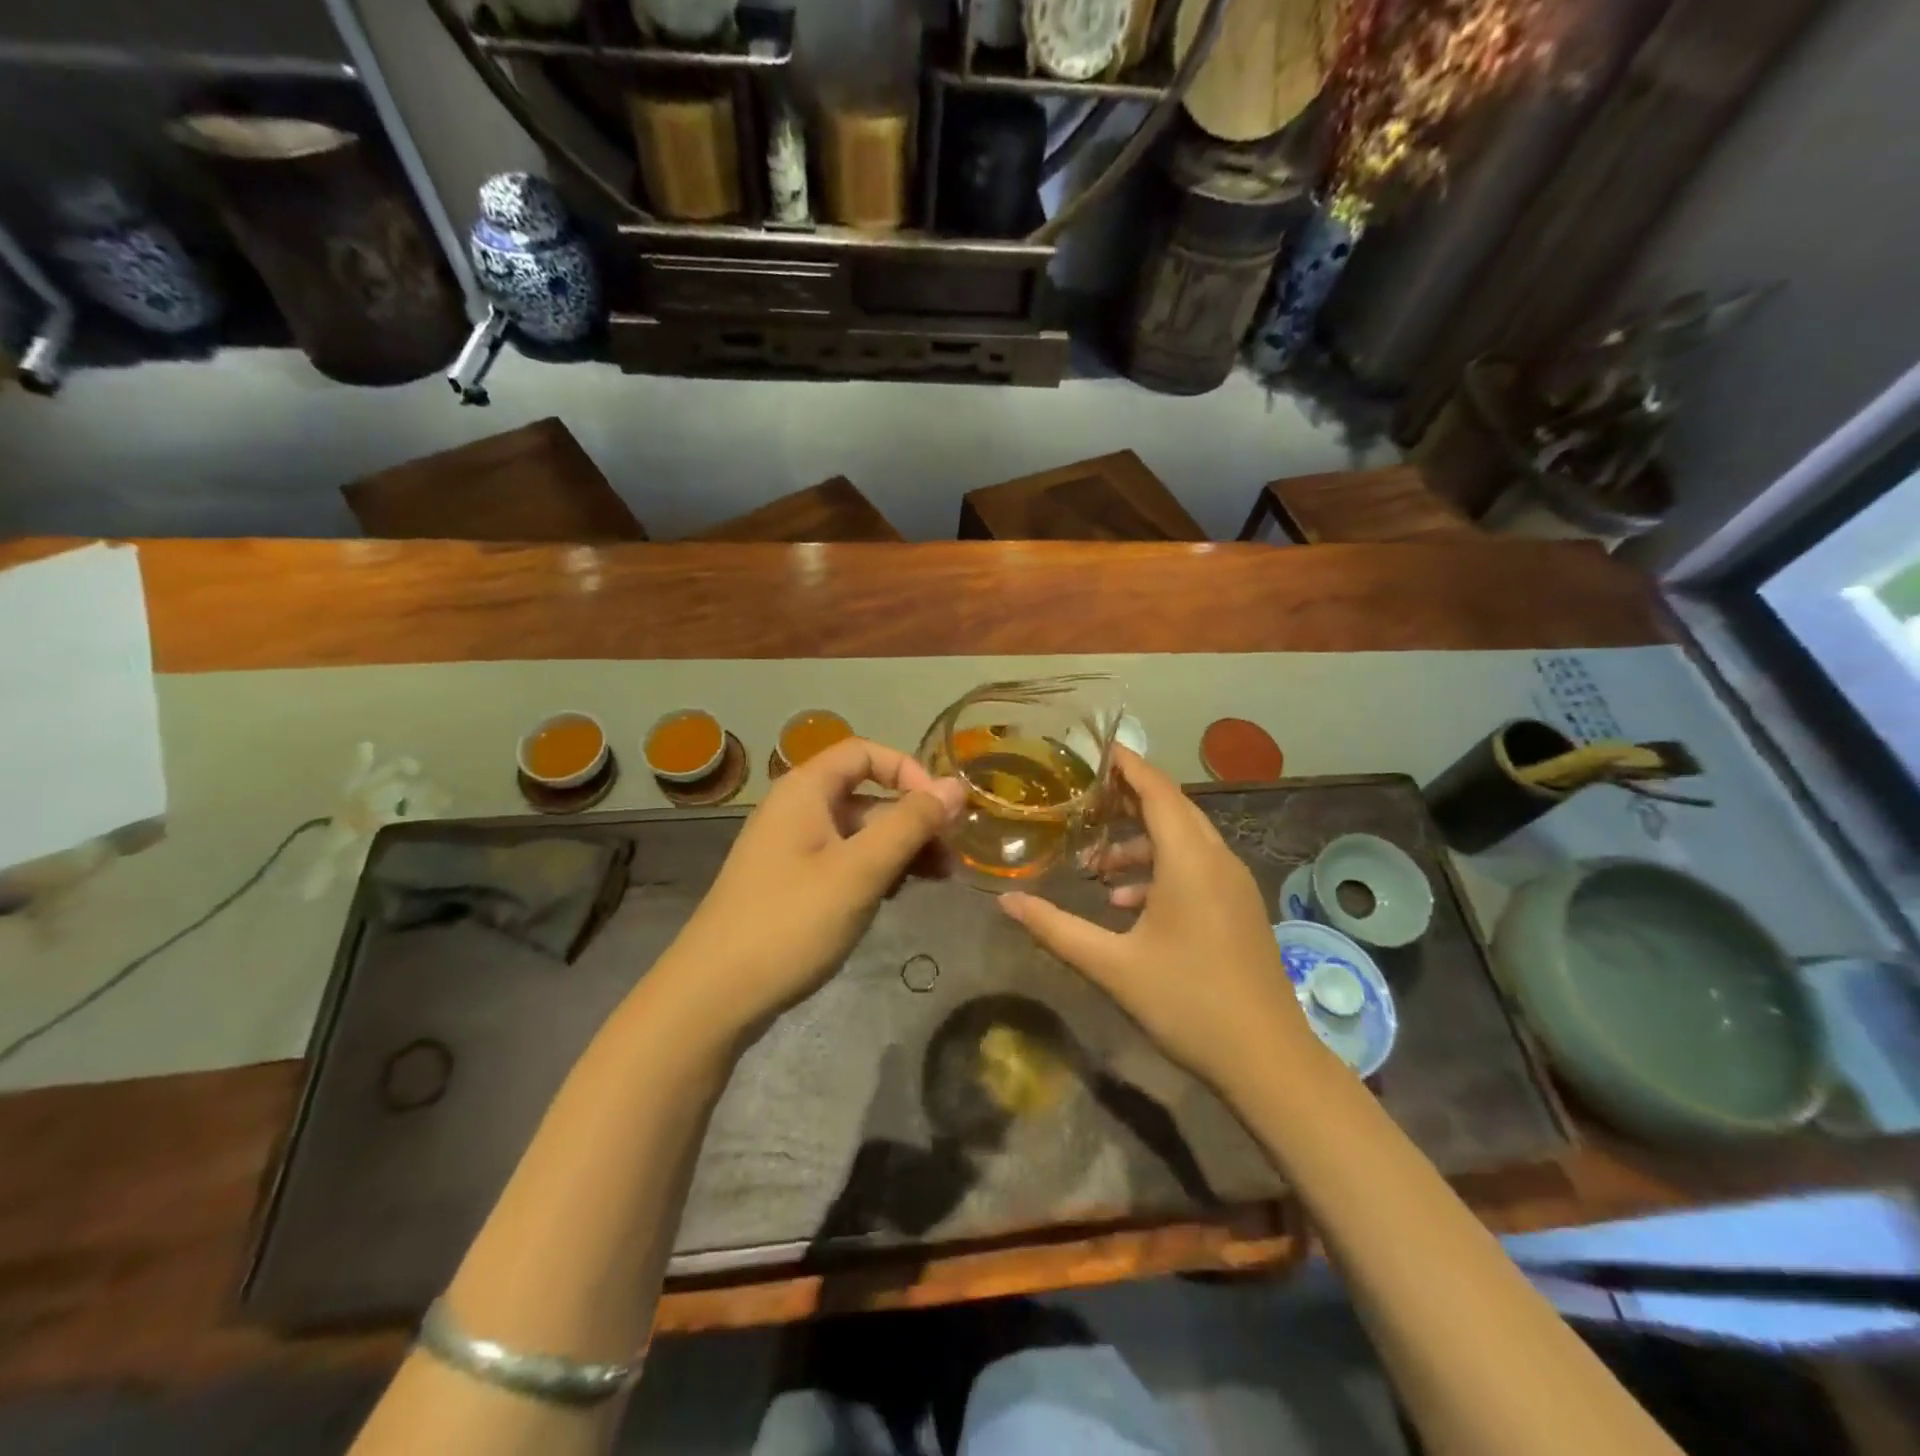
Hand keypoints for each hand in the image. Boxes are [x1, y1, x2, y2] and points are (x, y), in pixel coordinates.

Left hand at [662, 738, 965, 1036]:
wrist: (714, 995)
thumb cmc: (790, 922)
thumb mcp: (859, 870)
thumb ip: (910, 824)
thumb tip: (956, 786)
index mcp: (805, 790)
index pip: (865, 753)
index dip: (908, 770)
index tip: (942, 808)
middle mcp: (798, 809)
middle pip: (867, 794)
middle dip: (914, 818)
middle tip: (953, 854)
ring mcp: (795, 849)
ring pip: (861, 832)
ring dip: (902, 847)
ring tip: (941, 878)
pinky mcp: (796, 883)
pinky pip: (847, 861)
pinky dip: (879, 870)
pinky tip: (902, 895)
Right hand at [998, 748, 1315, 1093]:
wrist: (1267, 1060)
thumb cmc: (1187, 1003)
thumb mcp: (1111, 966)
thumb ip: (1055, 928)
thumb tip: (1006, 901)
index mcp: (1189, 860)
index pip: (1156, 790)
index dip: (1127, 765)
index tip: (1095, 749)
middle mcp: (1217, 860)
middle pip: (1172, 808)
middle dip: (1129, 798)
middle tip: (1085, 797)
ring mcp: (1233, 884)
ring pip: (1184, 840)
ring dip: (1141, 842)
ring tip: (1097, 864)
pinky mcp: (1238, 907)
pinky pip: (1196, 867)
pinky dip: (1161, 869)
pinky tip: (1128, 904)